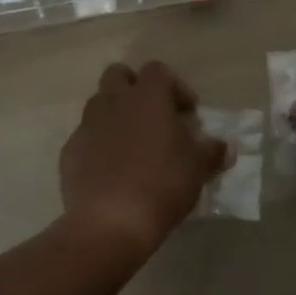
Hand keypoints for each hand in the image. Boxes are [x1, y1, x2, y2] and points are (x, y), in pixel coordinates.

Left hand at [60, 61, 229, 259]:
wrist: (109, 224)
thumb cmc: (162, 185)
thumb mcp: (198, 169)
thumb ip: (212, 152)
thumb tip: (225, 147)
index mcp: (146, 96)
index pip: (158, 70)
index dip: (175, 87)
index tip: (187, 113)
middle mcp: (113, 101)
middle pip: (119, 75)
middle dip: (135, 88)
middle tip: (153, 116)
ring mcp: (87, 125)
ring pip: (99, 104)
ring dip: (115, 115)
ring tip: (132, 144)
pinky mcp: (69, 151)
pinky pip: (86, 137)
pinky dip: (98, 144)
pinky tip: (111, 170)